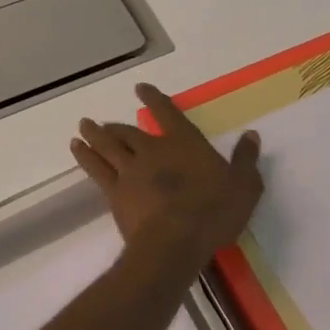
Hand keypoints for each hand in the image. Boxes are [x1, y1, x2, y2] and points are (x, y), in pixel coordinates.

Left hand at [71, 84, 263, 255]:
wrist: (175, 242)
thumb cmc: (214, 211)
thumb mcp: (244, 186)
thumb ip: (245, 159)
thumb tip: (252, 135)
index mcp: (184, 143)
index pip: (167, 112)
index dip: (154, 99)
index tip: (140, 88)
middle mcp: (153, 150)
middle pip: (129, 131)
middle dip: (117, 124)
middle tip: (104, 121)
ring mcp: (131, 171)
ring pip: (107, 146)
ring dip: (94, 135)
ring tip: (83, 127)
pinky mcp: (115, 193)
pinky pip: (96, 169)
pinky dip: (85, 157)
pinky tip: (78, 151)